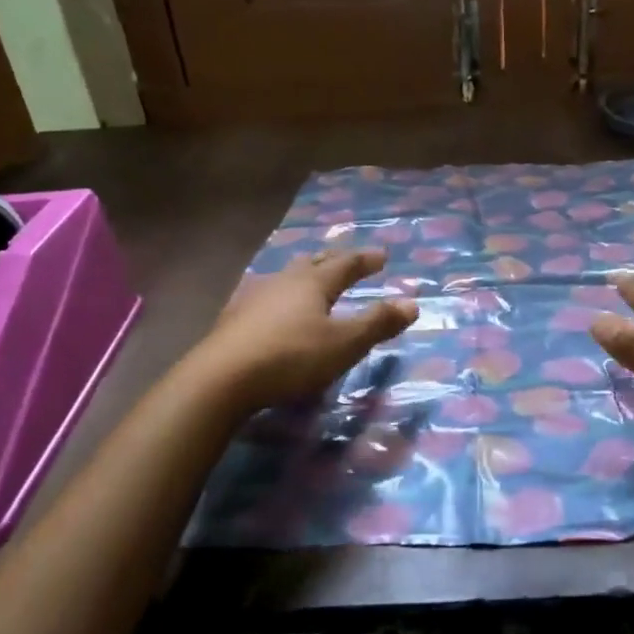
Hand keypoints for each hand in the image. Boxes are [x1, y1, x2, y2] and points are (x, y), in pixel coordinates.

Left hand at [191, 248, 416, 411]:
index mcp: (312, 283)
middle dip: (333, 260)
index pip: (345, 264)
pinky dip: (280, 298)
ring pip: (285, 278)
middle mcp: (283, 282)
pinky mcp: (234, 319)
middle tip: (347, 259)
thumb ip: (378, 324)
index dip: (366, 260)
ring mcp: (254, 298)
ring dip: (303, 275)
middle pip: (312, 263)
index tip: (383, 255)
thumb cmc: (292, 357)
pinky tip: (274, 309)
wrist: (222, 378)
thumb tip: (412, 303)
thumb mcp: (344, 344)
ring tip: (311, 279)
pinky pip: (265, 297)